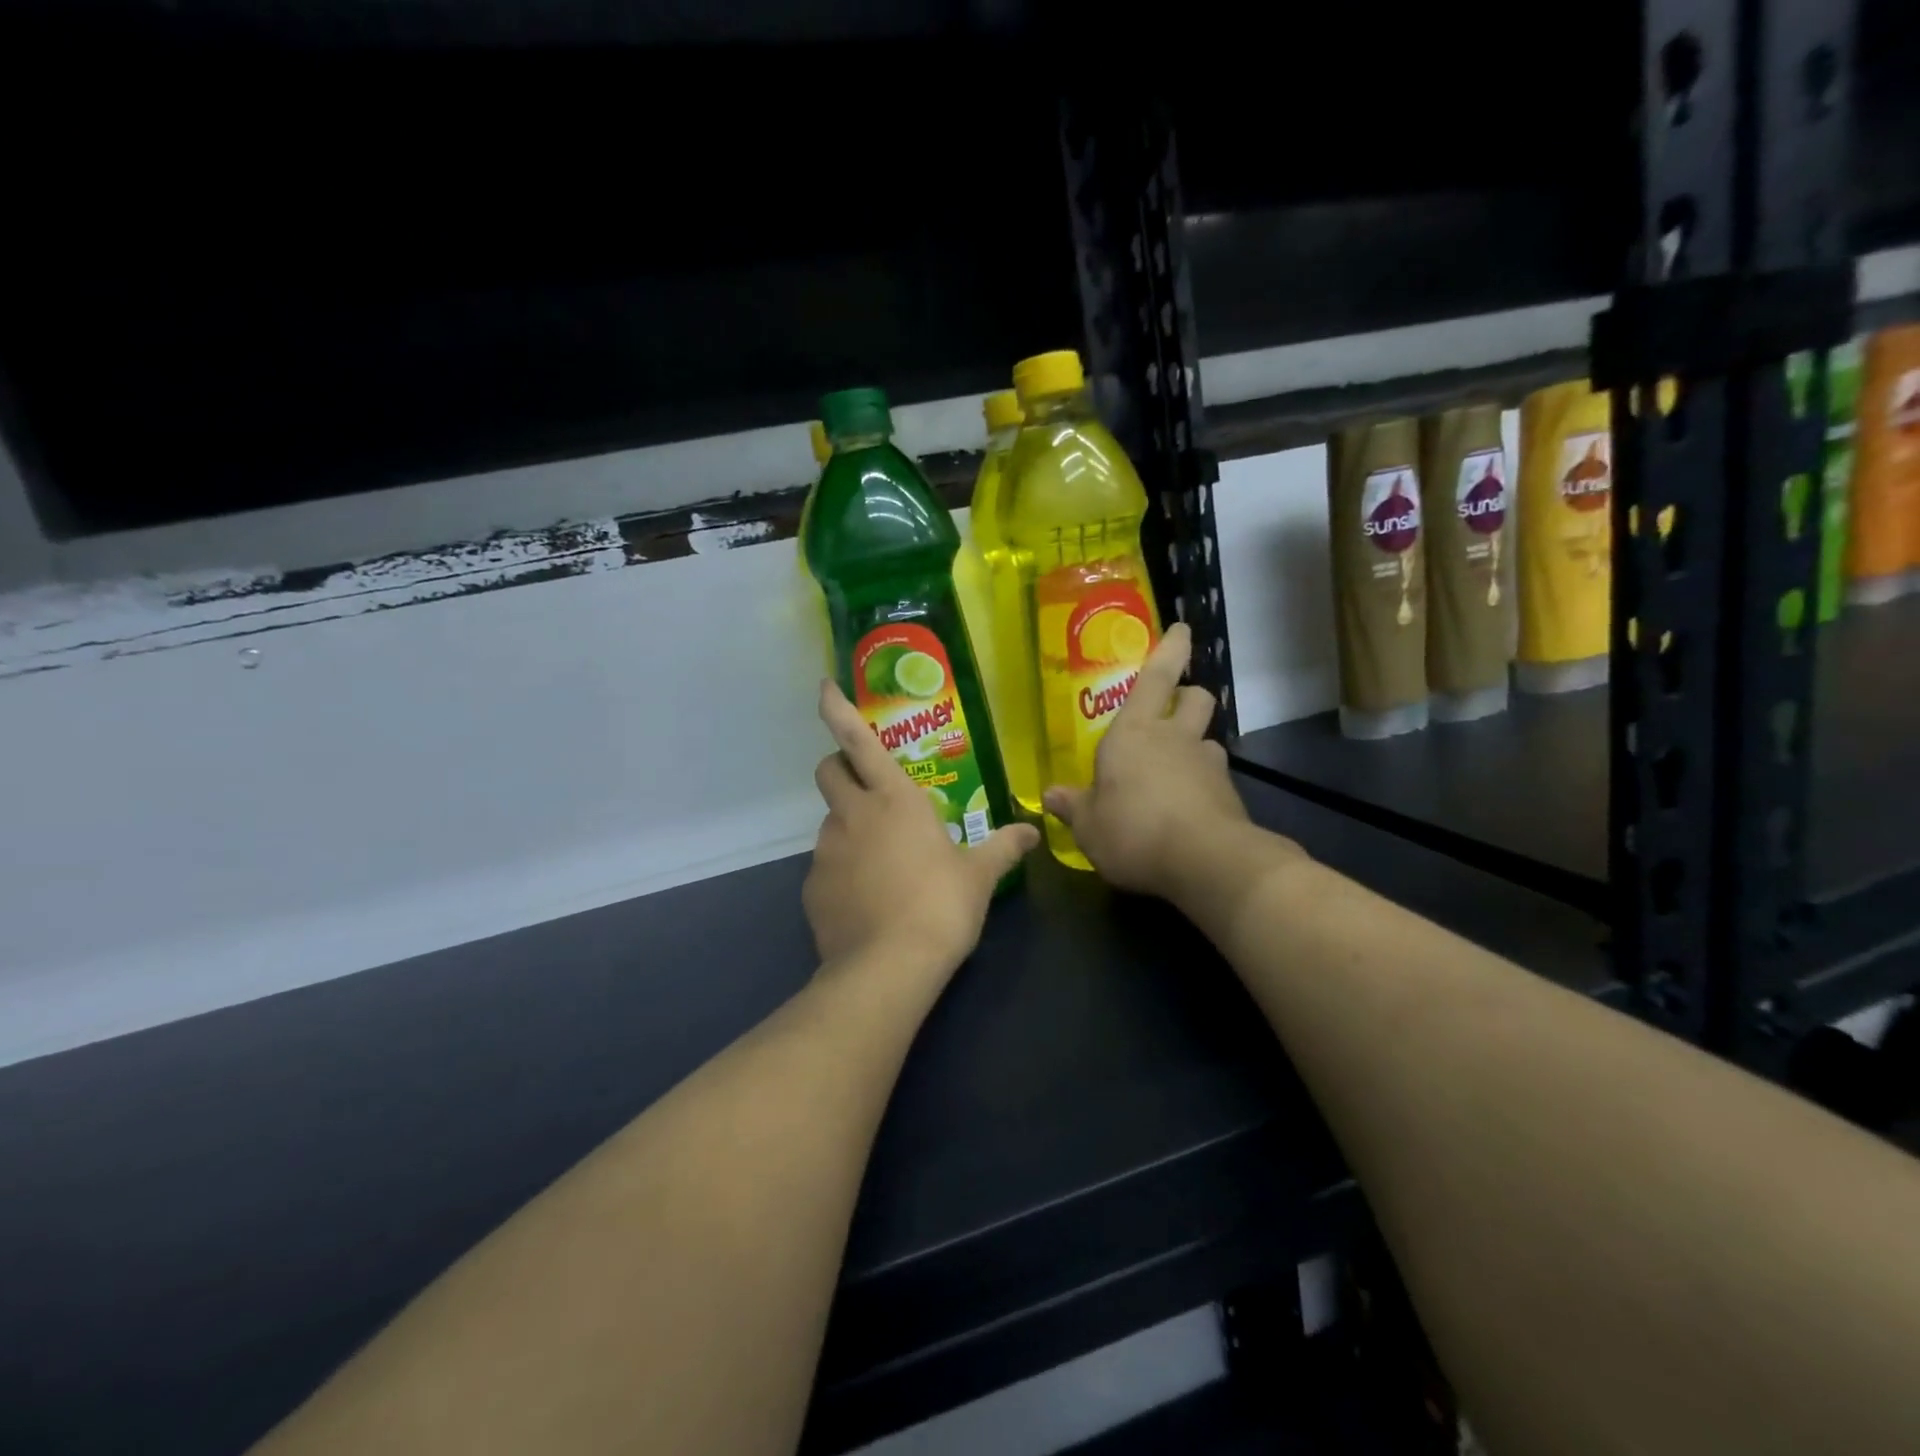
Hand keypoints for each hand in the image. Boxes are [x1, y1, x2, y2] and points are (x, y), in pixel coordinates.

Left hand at [804, 680, 1039, 975]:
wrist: (888, 967)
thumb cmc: (941, 906)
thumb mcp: (979, 876)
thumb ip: (1004, 847)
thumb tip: (1032, 832)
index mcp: (894, 799)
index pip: (857, 740)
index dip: (837, 709)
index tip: (824, 686)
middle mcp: (853, 815)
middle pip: (828, 771)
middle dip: (840, 767)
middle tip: (868, 789)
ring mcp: (826, 850)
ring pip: (830, 821)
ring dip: (850, 826)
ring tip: (881, 861)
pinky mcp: (812, 886)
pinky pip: (826, 865)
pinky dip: (843, 870)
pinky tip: (867, 898)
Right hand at [1042, 623, 1262, 899]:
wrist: (1206, 862)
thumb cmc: (1133, 829)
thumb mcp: (1088, 825)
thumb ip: (1072, 806)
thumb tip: (1050, 795)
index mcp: (1136, 732)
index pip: (1156, 677)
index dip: (1170, 649)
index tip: (1182, 628)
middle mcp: (1176, 739)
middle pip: (1196, 698)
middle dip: (1188, 696)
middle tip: (1175, 711)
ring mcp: (1208, 766)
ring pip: (1208, 741)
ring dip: (1194, 748)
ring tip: (1174, 775)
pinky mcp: (1230, 797)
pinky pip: (1214, 781)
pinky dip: (1201, 788)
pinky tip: (1185, 814)